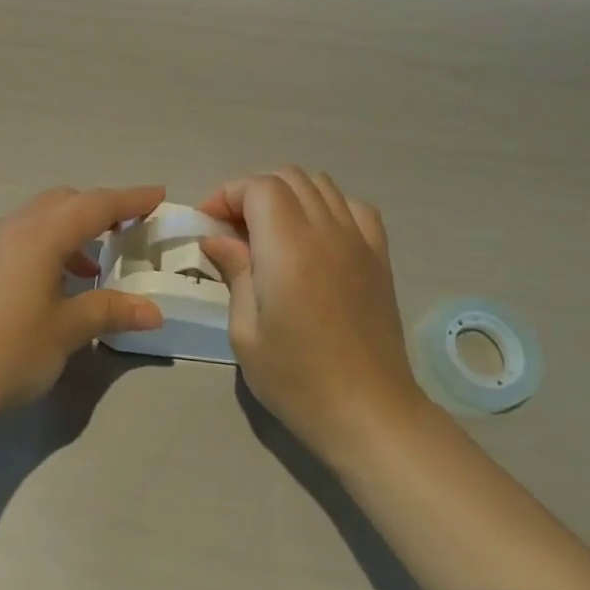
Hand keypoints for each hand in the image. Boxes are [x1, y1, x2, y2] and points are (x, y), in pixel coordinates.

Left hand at [0, 185, 167, 416]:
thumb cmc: (8, 352)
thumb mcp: (67, 332)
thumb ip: (110, 311)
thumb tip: (153, 311)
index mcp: (40, 235)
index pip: (95, 205)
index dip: (130, 199)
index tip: (158, 195)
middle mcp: (10, 227)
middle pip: (62, 202)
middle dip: (97, 209)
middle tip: (125, 230)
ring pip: (35, 219)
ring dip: (67, 231)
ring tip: (87, 269)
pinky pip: (13, 238)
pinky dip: (40, 247)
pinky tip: (44, 285)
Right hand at [198, 168, 424, 460]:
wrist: (368, 412)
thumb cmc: (296, 379)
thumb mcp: (245, 332)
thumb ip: (234, 272)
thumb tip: (217, 239)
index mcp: (288, 248)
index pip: (258, 187)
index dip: (228, 194)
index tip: (209, 224)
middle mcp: (326, 231)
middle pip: (288, 177)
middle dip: (253, 191)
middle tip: (233, 229)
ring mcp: (359, 241)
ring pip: (321, 185)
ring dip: (288, 194)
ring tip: (270, 230)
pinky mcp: (379, 257)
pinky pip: (354, 207)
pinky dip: (329, 206)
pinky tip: (316, 236)